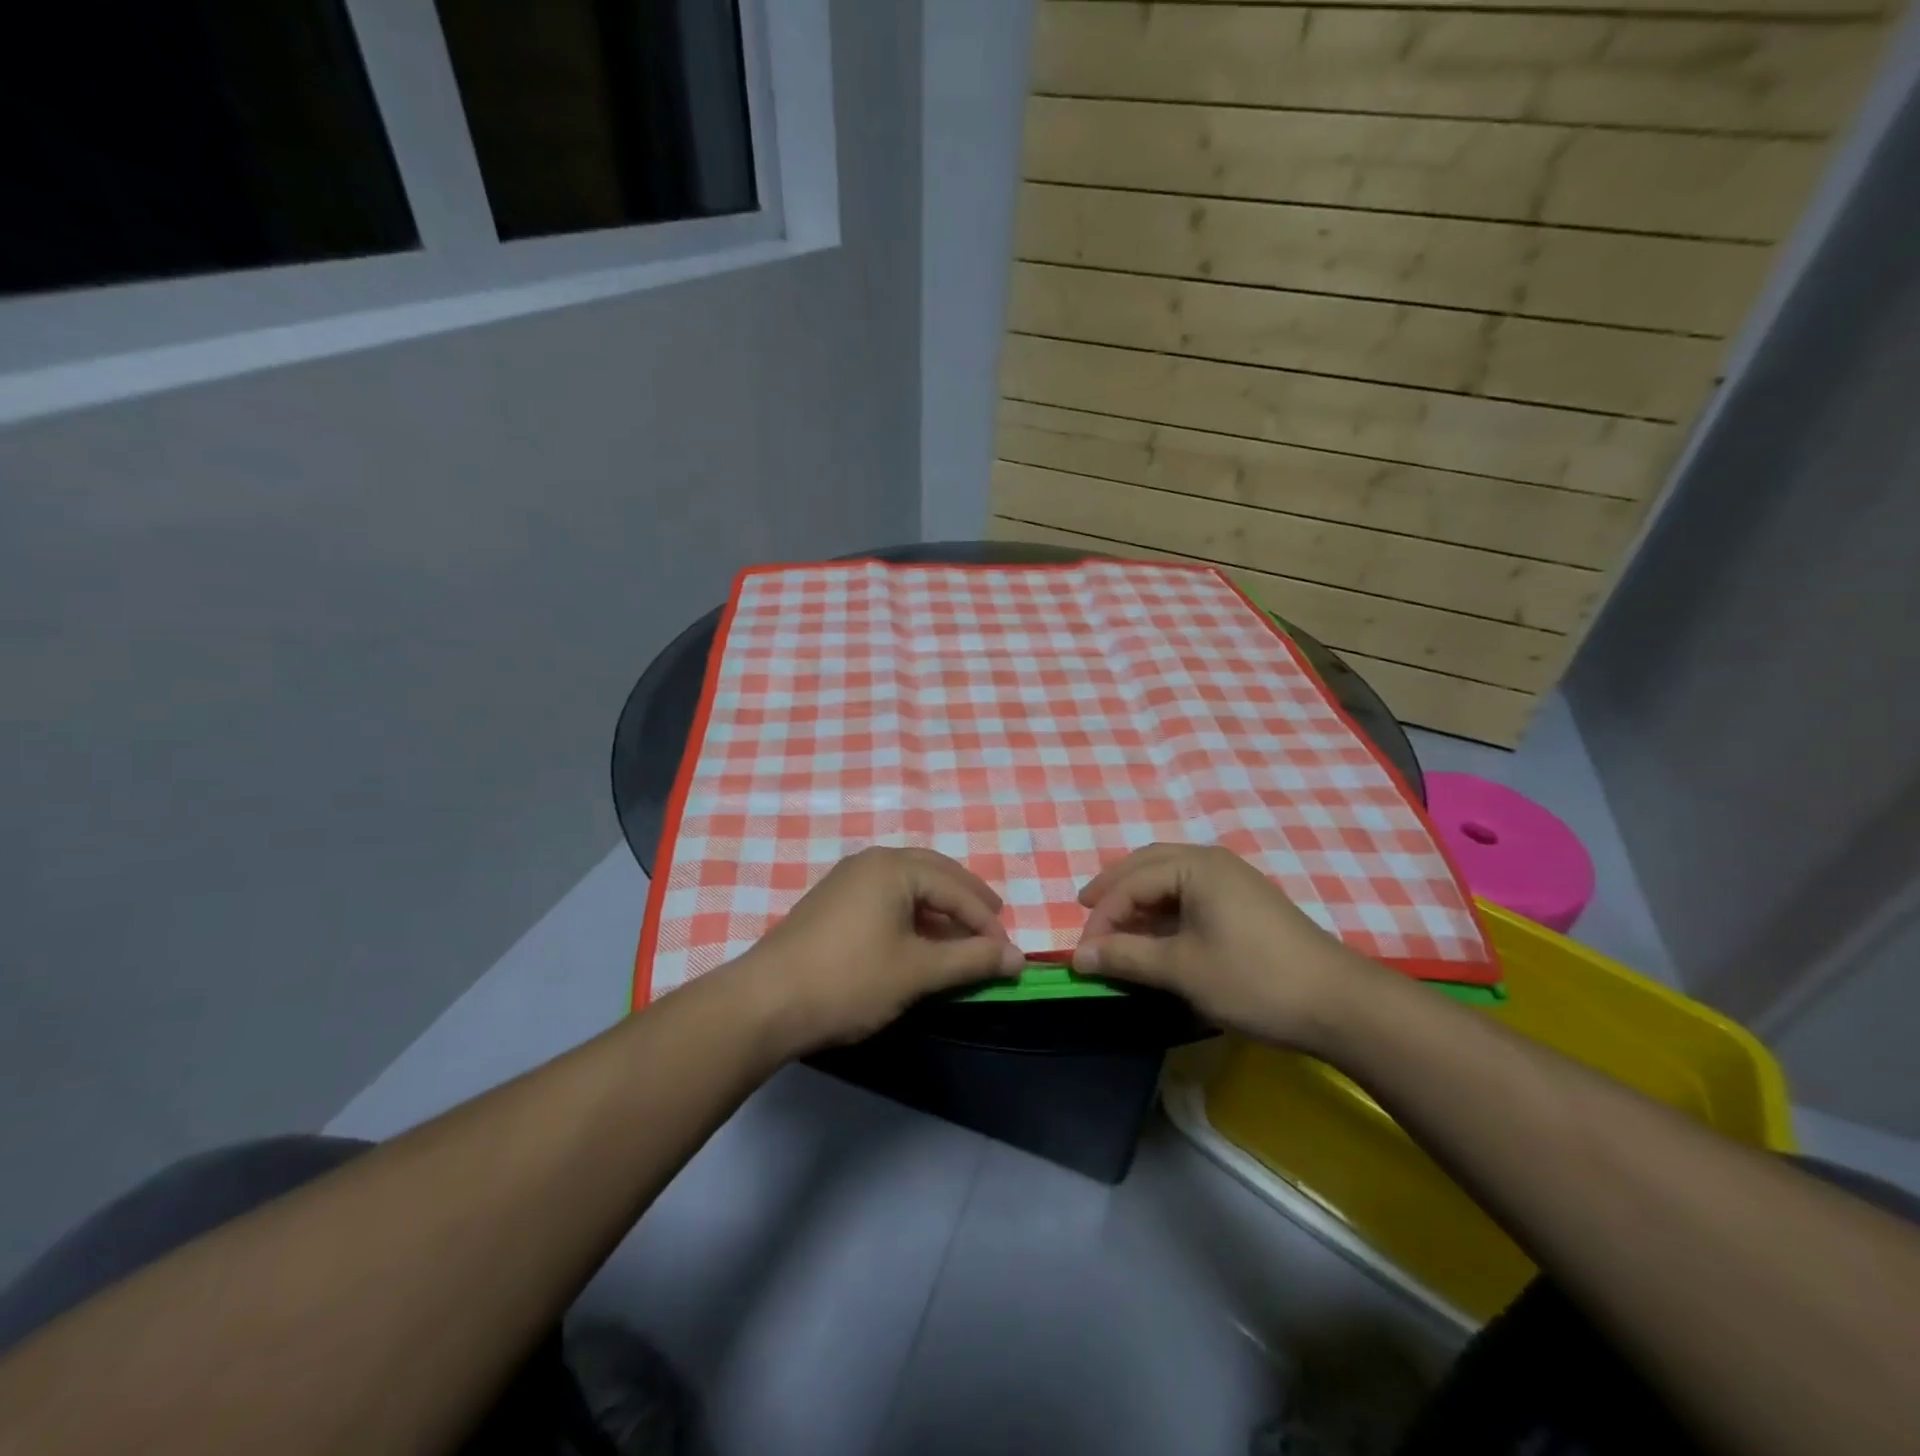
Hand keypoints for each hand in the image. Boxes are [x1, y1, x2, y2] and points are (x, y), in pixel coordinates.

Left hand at [734, 847, 1024, 1053]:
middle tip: (993, 924)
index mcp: (893, 867)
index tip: (1009, 953)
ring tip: (961, 934)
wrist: (765, 1004)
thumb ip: (971, 960)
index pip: (955, 888)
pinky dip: (912, 913)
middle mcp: (870, 862)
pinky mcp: (831, 902)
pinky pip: (886, 897)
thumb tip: (1018, 958)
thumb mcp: (917, 972)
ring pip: (908, 884)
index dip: (986, 921)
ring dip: (939, 906)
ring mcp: (847, 880)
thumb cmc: (849, 981)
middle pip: (933, 873)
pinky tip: (919, 939)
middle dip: (967, 900)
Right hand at [1072, 843, 1387, 1047]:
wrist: (1340, 1005)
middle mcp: (1212, 861)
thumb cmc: (1254, 980)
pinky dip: (1162, 908)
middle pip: (1146, 865)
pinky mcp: (1244, 901)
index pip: (1130, 884)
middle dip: (1113, 890)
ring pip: (1168, 876)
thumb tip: (1079, 955)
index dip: (1101, 918)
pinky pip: (1189, 892)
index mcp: (1195, 866)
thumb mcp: (1182, 970)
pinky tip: (1155, 932)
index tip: (1081, 954)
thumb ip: (1126, 957)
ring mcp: (1232, 879)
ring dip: (1137, 897)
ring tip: (1114, 924)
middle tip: (1085, 913)